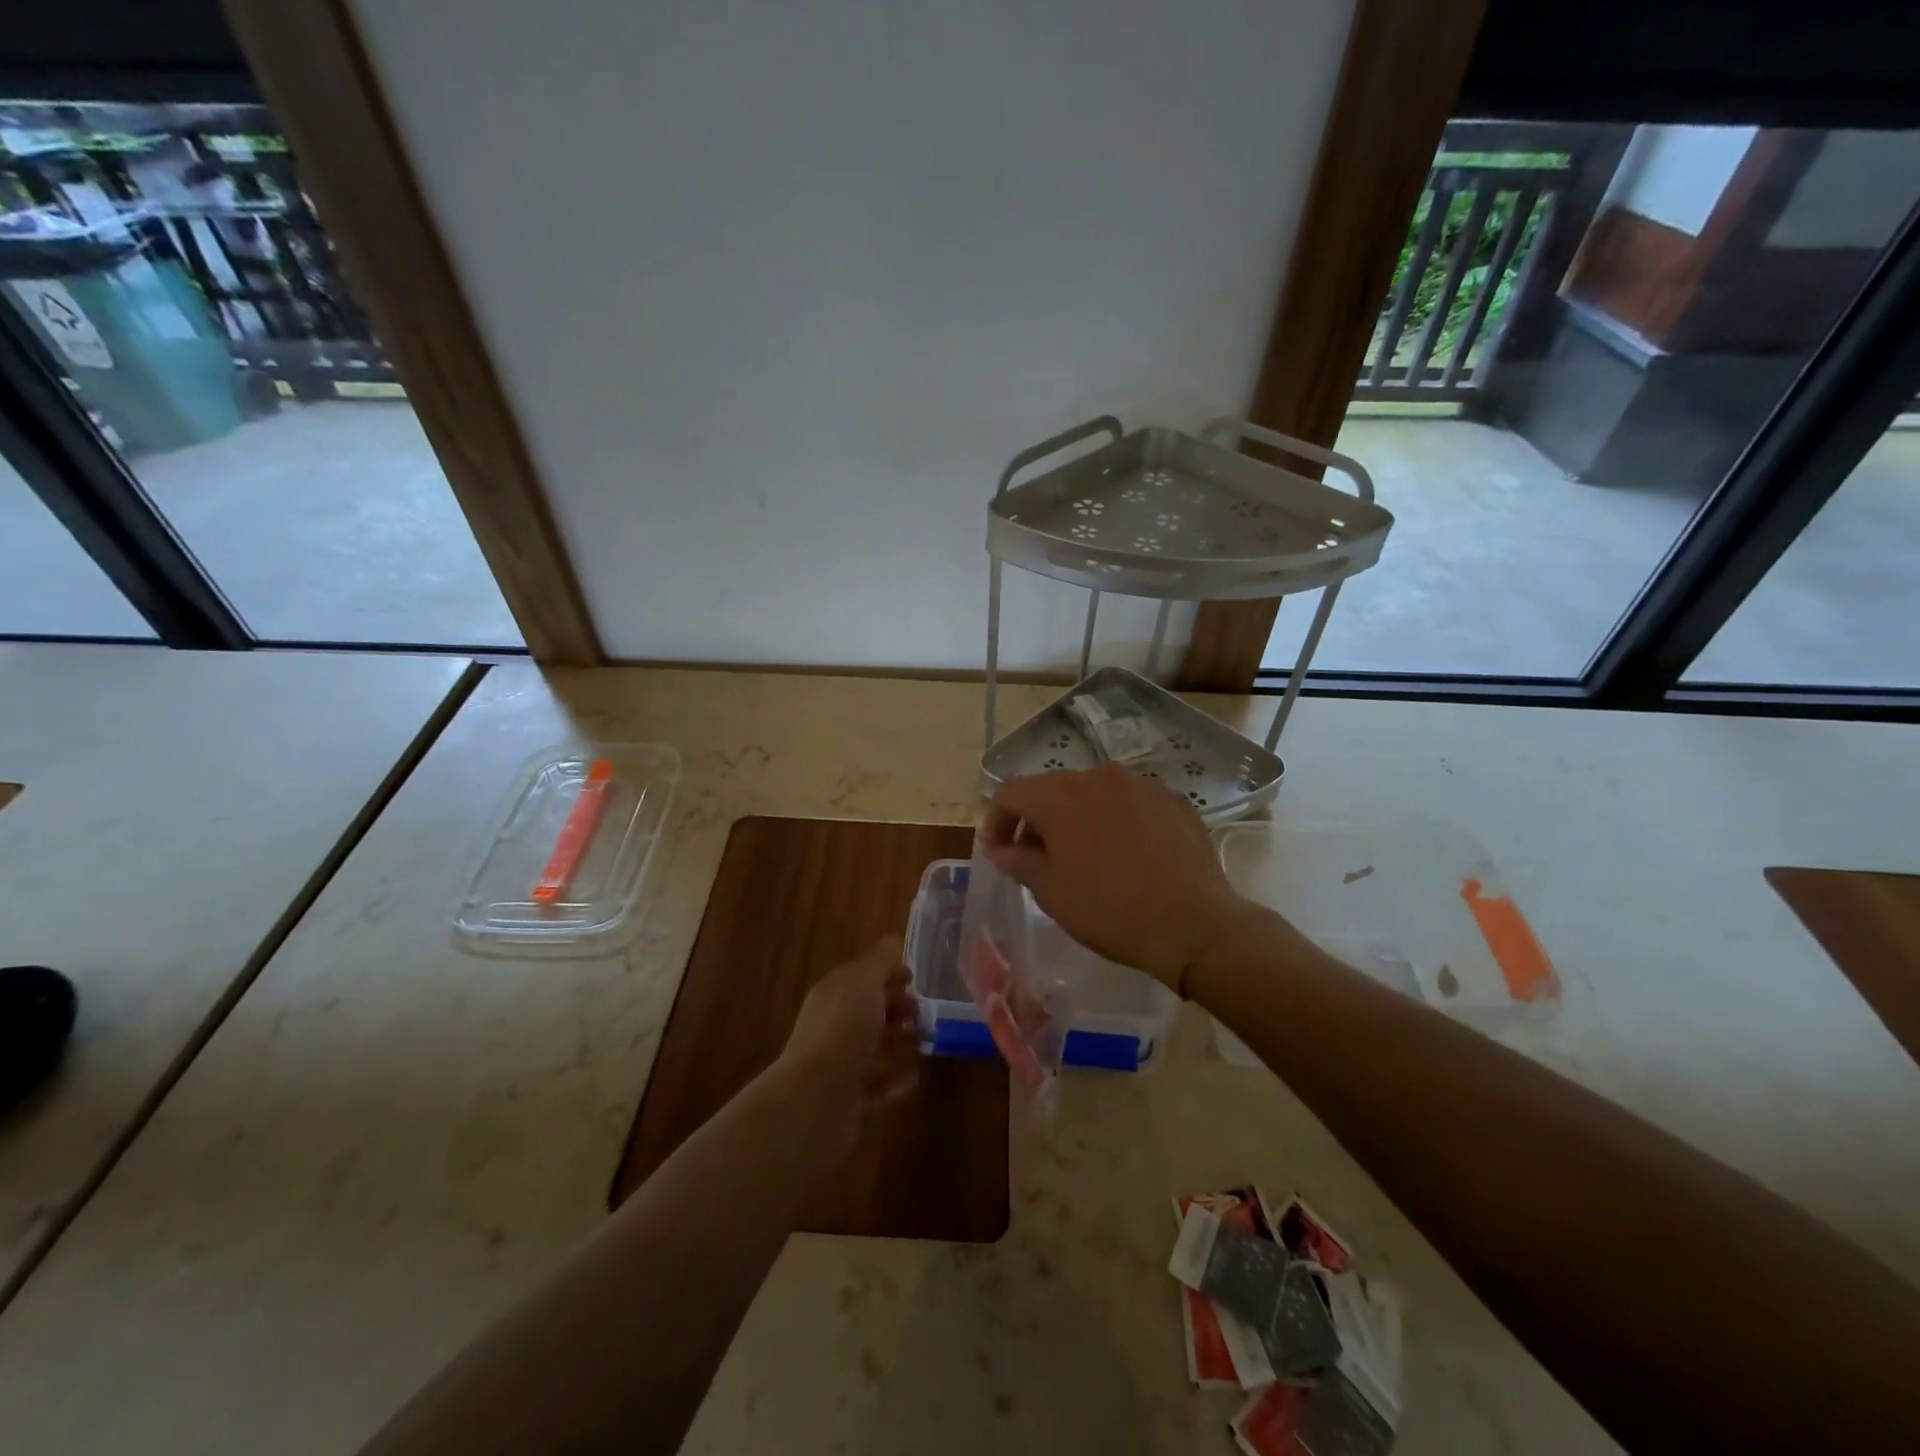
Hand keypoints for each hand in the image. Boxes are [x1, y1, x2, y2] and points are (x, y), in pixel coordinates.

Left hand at [777, 937, 919, 1150]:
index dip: (888, 973)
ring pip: (873, 1045)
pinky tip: (916, 1075)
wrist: (815, 1098)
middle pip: (868, 1010)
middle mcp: (832, 1024)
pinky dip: (896, 1076)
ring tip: (927, 1041)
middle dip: (896, 1007)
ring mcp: (838, 1061)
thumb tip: (893, 941)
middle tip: (925, 1012)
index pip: (862, 975)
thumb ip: (881, 960)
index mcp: (833, 992)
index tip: (915, 979)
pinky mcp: (847, 1096)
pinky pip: (876, 1081)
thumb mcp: (864, 982)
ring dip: (899, 1042)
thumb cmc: (843, 1029)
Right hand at [981, 765, 1248, 992]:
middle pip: (1053, 789)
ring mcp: (1140, 785)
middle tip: (1038, 859)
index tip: (998, 853)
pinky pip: (1130, 803)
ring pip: (1094, 793)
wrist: (1192, 925)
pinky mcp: (1173, 799)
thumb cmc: (1109, 910)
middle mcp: (1098, 777)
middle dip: (1038, 820)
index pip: (1011, 793)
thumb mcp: (1051, 891)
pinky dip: (1116, 820)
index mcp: (1060, 796)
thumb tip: (1001, 848)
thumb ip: (1018, 860)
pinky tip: (1127, 854)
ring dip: (1078, 817)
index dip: (997, 821)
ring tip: (1085, 856)